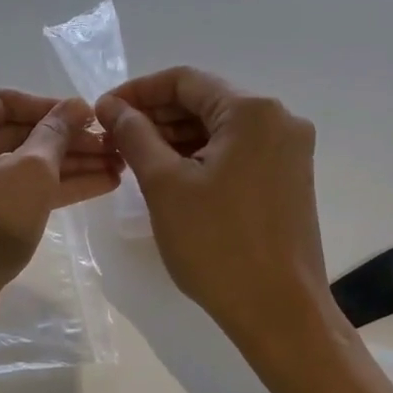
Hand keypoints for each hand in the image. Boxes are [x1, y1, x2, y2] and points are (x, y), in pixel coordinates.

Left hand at [0, 90, 118, 322]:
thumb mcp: (28, 174)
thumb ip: (56, 135)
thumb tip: (78, 105)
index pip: (4, 102)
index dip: (53, 107)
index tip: (94, 115)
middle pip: (14, 134)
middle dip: (66, 141)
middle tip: (114, 144)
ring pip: (18, 166)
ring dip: (66, 166)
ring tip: (117, 165)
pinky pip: (12, 191)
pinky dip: (49, 189)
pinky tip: (97, 185)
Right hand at [96, 67, 328, 344]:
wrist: (279, 312)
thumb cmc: (217, 244)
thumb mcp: (164, 184)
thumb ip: (134, 134)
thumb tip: (111, 105)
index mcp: (252, 111)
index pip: (185, 80)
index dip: (138, 91)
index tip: (103, 111)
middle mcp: (279, 120)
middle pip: (204, 101)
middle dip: (156, 116)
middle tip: (113, 138)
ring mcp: (289, 150)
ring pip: (219, 128)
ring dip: (175, 137)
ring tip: (133, 159)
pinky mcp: (287, 178)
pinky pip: (236, 151)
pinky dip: (200, 156)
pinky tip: (168, 175)